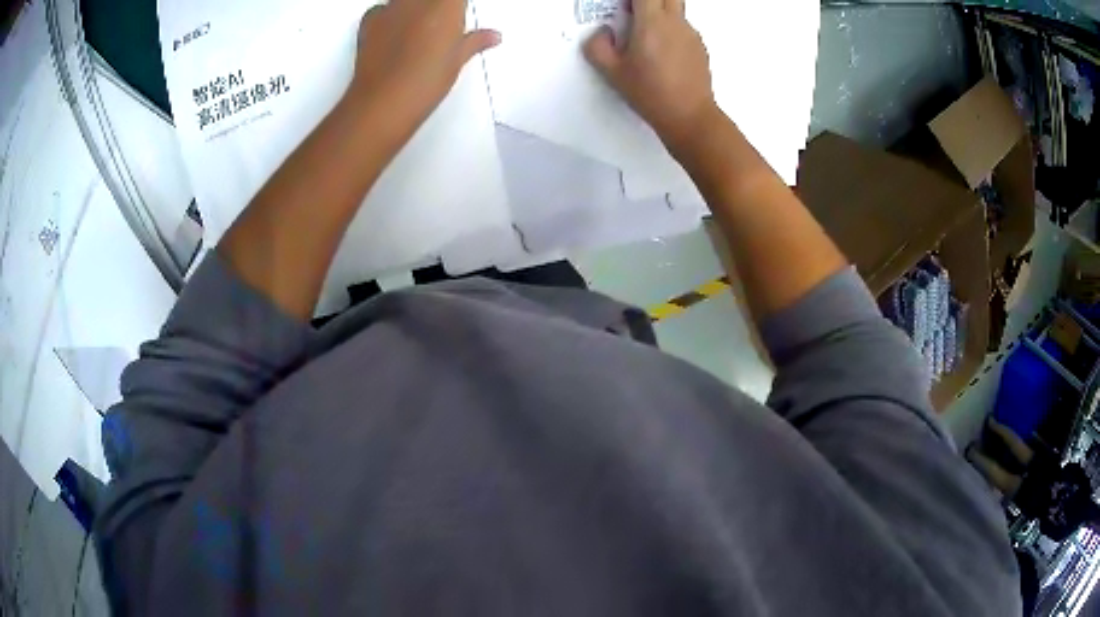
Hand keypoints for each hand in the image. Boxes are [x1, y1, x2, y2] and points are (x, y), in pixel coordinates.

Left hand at [348, 0, 500, 130]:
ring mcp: (392, 7)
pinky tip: (395, 32)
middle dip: (438, 8)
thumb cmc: (422, 80)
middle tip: (444, 24)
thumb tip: (490, 36)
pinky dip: (390, 16)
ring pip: (408, 0)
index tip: (460, 13)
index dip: (457, 7)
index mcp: (447, 4)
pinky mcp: (370, 19)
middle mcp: (418, 0)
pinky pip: (383, 8)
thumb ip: (475, 40)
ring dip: (416, 9)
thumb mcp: (457, 60)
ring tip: (421, 30)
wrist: (384, 101)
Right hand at [584, 0, 717, 151]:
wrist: (690, 116)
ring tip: (645, 35)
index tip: (622, 5)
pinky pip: (683, 27)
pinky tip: (661, 53)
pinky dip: (670, 30)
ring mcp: (690, 34)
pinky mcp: (699, 47)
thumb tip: (601, 33)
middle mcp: (674, 23)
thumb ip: (598, 46)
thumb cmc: (652, 94)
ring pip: (675, 9)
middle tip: (633, 10)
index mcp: (651, 23)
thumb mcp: (612, 73)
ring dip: (660, 12)